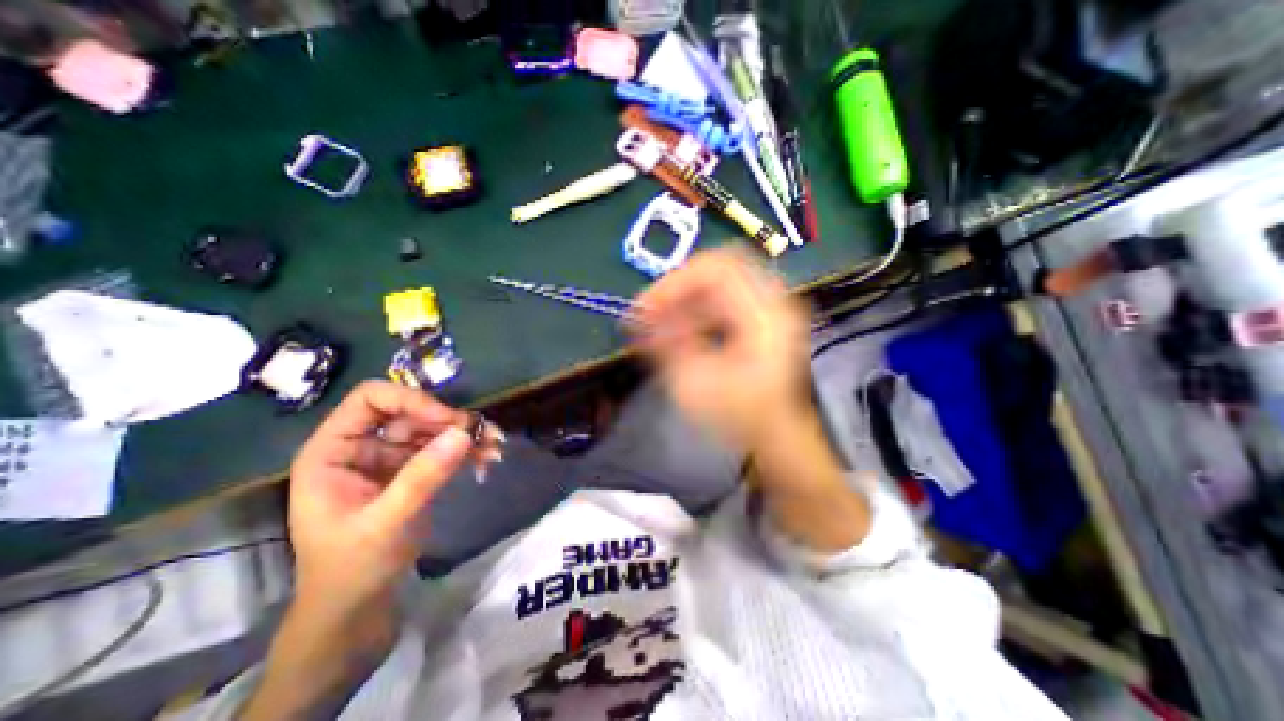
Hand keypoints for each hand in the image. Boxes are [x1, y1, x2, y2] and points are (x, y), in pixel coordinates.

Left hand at [287, 380, 496, 621]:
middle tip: (486, 434)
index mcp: (334, 452)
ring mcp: (391, 460)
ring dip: (467, 437)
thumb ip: (422, 477)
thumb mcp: (385, 523)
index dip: (411, 401)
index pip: (371, 400)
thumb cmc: (352, 569)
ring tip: (497, 447)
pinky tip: (488, 462)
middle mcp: (364, 447)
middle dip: (451, 422)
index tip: (448, 420)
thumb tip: (463, 432)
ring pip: (434, 431)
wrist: (356, 610)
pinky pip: (444, 451)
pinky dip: (468, 453)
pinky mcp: (413, 473)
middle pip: (412, 414)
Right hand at [630, 247, 810, 450]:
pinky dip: (696, 308)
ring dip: (685, 299)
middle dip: (677, 288)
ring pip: (717, 283)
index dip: (675, 281)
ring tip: (660, 325)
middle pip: (717, 270)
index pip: (717, 270)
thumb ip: (665, 343)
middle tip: (651, 312)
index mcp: (763, 316)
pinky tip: (680, 330)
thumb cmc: (738, 416)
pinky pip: (722, 298)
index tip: (645, 307)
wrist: (774, 435)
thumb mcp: (694, 384)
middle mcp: (771, 302)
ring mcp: (767, 308)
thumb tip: (638, 316)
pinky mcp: (758, 317)